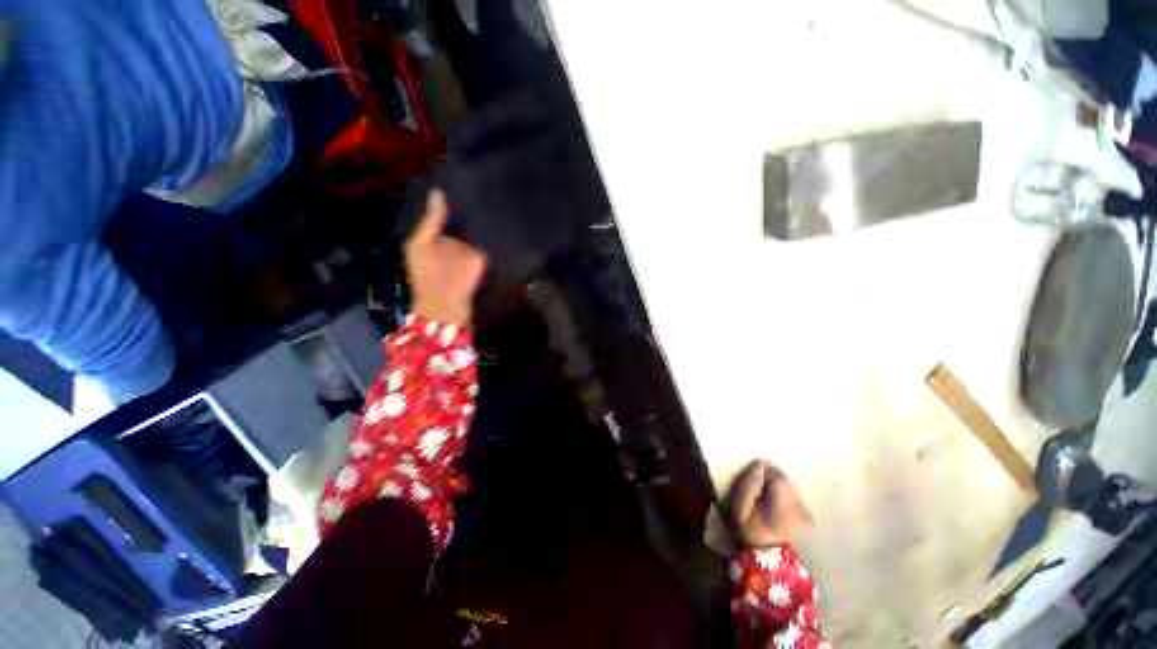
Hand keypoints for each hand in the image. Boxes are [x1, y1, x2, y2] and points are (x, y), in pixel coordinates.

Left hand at [405, 190, 487, 325]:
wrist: (444, 304)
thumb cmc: (425, 274)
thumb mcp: (419, 245)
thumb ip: (430, 222)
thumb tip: (438, 192)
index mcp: (437, 234)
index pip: (447, 211)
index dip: (452, 196)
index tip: (461, 174)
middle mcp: (456, 238)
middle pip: (465, 216)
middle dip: (471, 202)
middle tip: (480, 178)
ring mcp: (471, 248)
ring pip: (478, 227)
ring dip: (484, 214)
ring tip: (492, 189)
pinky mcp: (483, 258)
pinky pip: (489, 241)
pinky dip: (493, 230)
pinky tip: (500, 212)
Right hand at [728, 459, 813, 547]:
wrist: (768, 562)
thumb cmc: (749, 532)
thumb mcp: (739, 509)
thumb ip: (748, 485)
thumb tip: (759, 463)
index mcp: (783, 506)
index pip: (778, 477)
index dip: (765, 472)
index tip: (753, 476)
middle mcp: (801, 508)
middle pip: (786, 481)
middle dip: (771, 479)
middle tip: (757, 486)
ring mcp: (808, 514)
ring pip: (791, 488)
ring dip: (778, 487)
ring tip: (765, 496)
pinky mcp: (809, 518)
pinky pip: (795, 497)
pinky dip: (785, 496)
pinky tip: (775, 505)